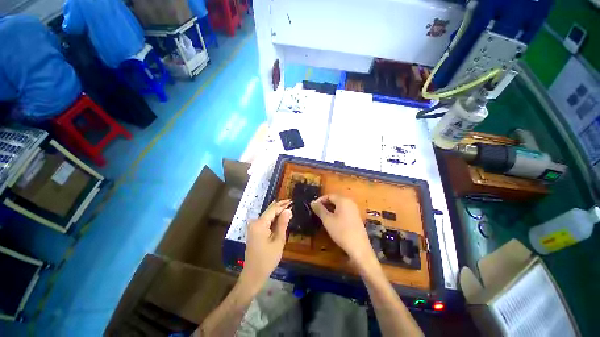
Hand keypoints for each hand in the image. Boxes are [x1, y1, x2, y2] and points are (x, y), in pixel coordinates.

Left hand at [241, 200, 291, 289]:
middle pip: (269, 211)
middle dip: (280, 207)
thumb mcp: (278, 240)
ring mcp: (253, 227)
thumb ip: (283, 223)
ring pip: (267, 216)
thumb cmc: (267, 259)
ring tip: (288, 209)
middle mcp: (255, 222)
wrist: (253, 275)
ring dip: (277, 213)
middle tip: (291, 203)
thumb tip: (288, 210)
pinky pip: (265, 221)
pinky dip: (273, 219)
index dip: (283, 205)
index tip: (292, 201)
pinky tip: (280, 218)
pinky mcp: (254, 232)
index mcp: (260, 224)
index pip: (273, 209)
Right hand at [311, 195, 376, 267]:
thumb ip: (319, 209)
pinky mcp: (356, 217)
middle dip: (325, 205)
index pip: (329, 195)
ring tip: (323, 217)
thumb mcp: (327, 219)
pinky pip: (344, 211)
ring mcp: (354, 210)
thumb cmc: (341, 231)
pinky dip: (337, 213)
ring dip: (330, 209)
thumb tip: (312, 202)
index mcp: (343, 200)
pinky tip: (333, 222)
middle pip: (335, 199)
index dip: (320, 200)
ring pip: (339, 206)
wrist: (359, 247)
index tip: (313, 207)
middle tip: (317, 212)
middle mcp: (350, 202)